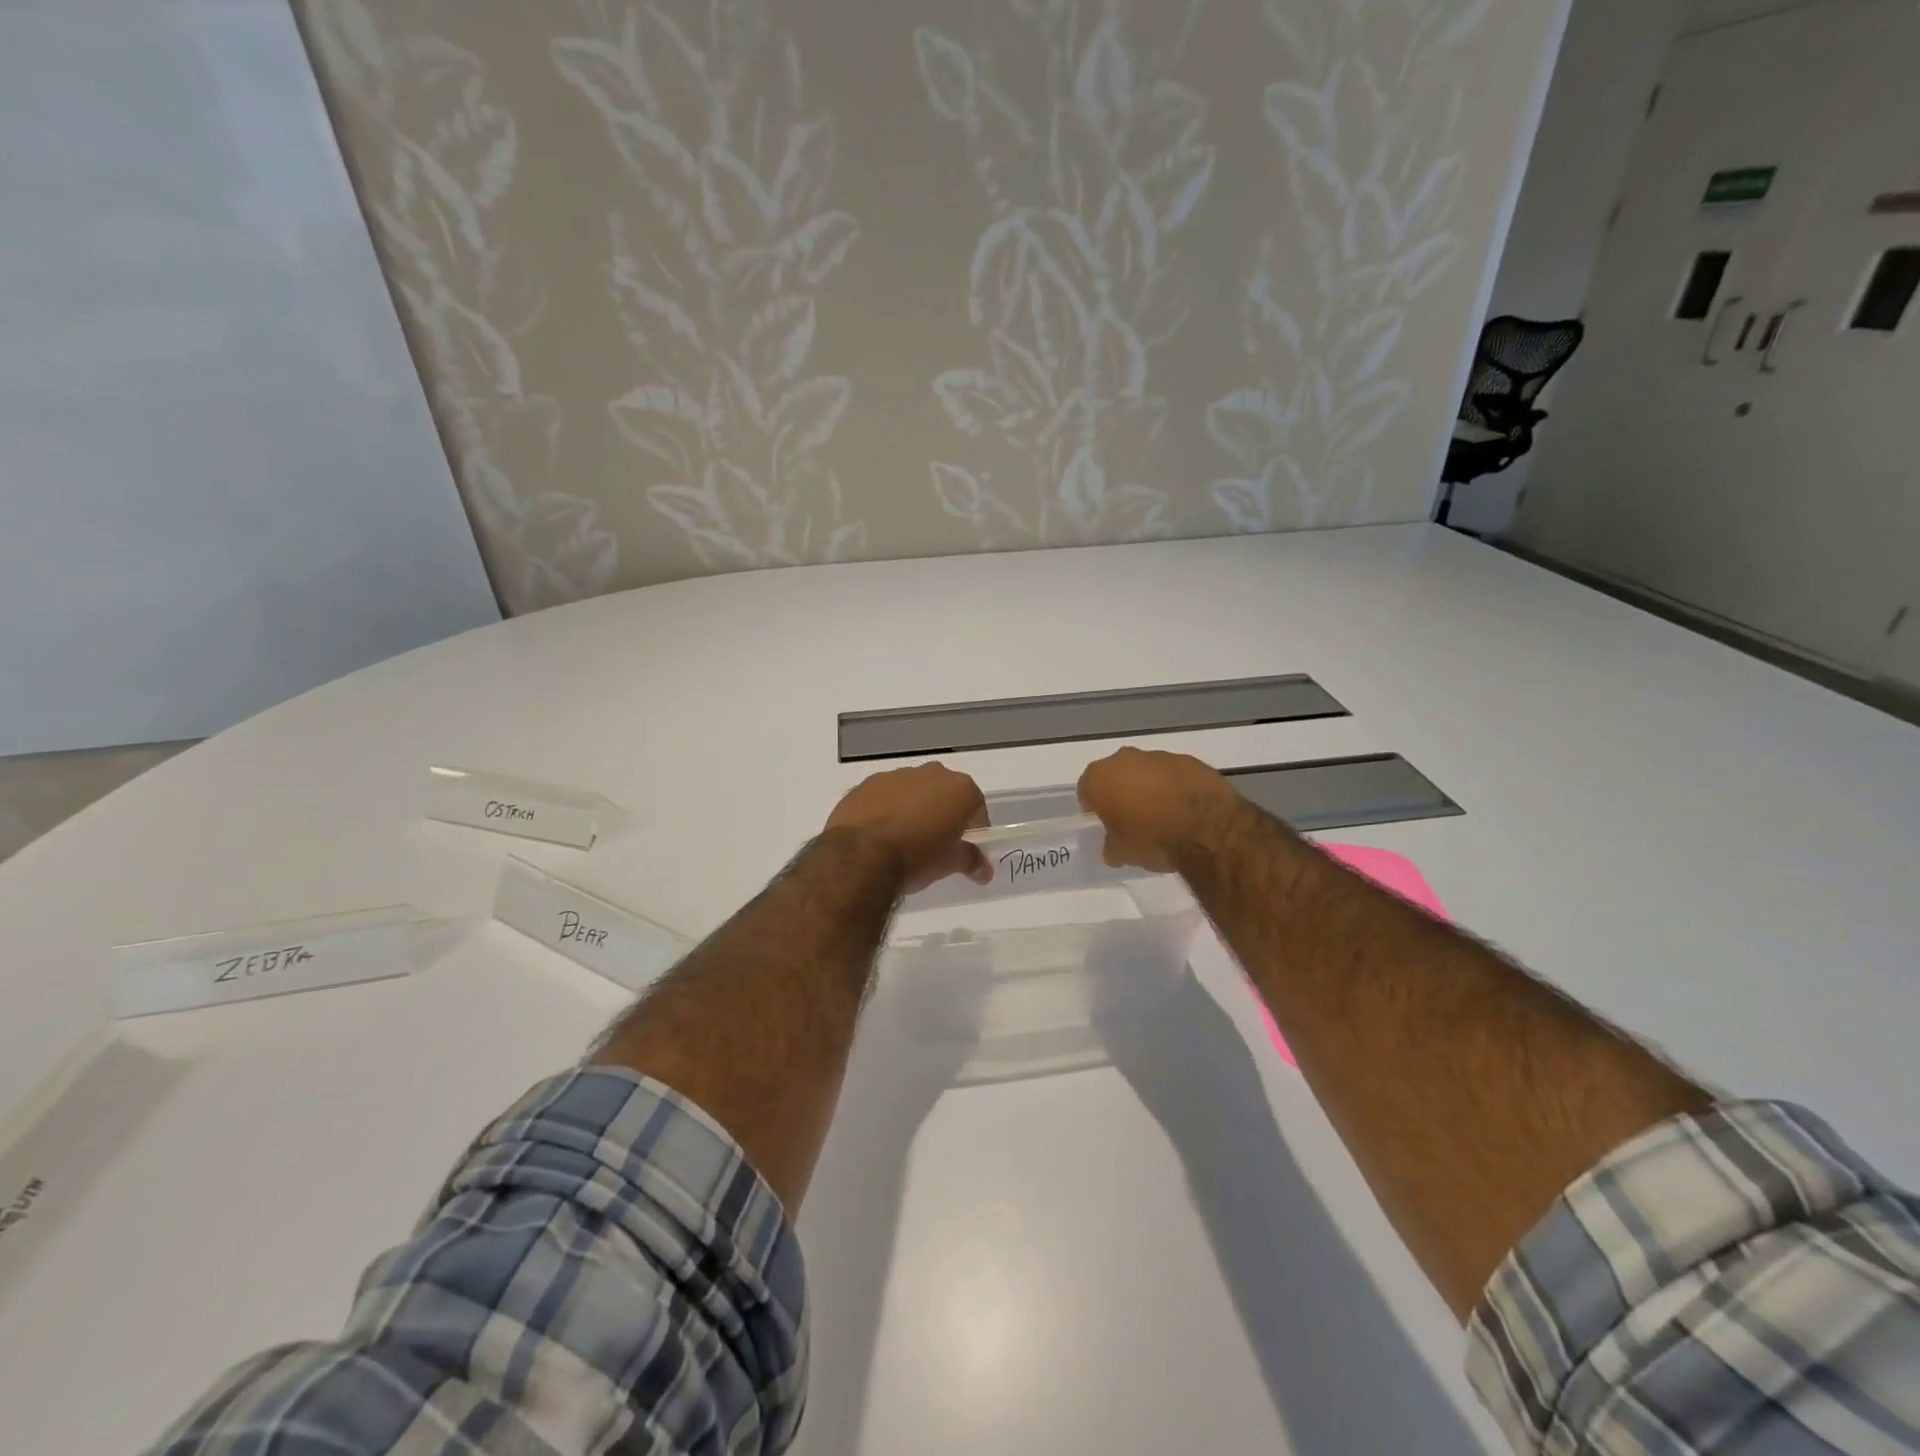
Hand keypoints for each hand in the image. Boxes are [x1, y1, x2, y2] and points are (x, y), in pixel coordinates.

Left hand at [824, 763, 991, 892]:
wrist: (860, 855)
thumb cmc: (917, 857)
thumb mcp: (950, 863)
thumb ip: (971, 861)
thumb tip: (985, 871)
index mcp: (959, 788)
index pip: (976, 807)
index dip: (974, 830)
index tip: (966, 849)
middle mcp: (931, 773)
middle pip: (944, 794)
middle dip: (943, 814)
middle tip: (937, 844)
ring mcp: (896, 775)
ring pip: (913, 792)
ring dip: (914, 810)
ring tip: (904, 840)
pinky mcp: (867, 783)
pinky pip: (885, 796)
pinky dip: (887, 810)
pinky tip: (880, 835)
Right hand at [1077, 747, 1241, 872]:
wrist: (1207, 828)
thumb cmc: (1152, 839)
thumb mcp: (1123, 853)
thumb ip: (1112, 846)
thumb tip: (1113, 848)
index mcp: (1100, 777)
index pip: (1087, 790)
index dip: (1094, 808)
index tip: (1105, 824)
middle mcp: (1126, 759)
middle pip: (1117, 775)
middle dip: (1122, 793)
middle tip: (1132, 819)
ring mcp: (1161, 756)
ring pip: (1147, 772)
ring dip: (1151, 788)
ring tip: (1164, 817)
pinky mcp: (1191, 760)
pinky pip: (1175, 775)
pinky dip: (1177, 788)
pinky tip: (1186, 811)